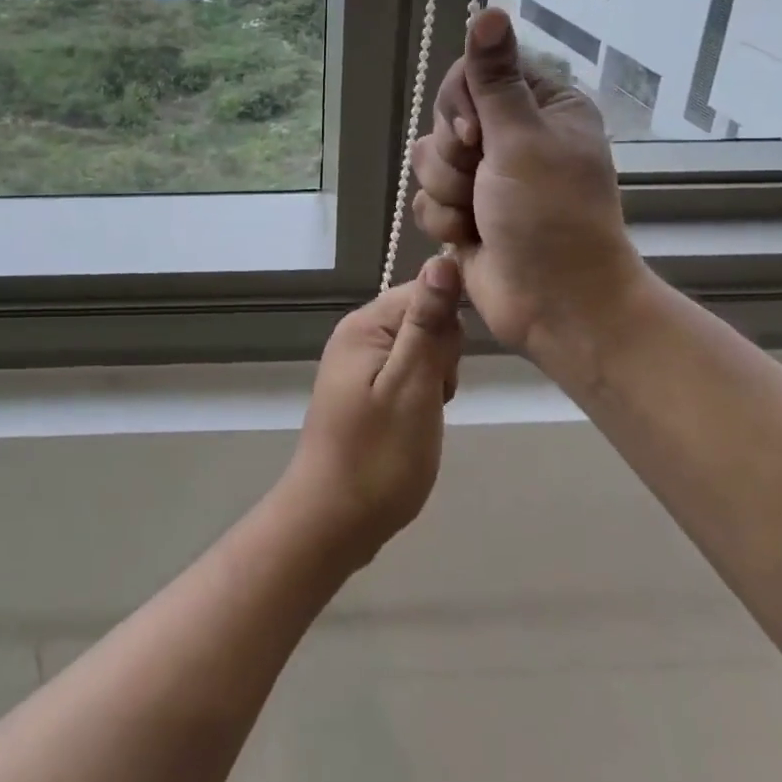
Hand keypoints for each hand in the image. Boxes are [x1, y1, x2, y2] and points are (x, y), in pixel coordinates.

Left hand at [280, 257, 463, 567]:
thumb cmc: (378, 456)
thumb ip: (428, 323)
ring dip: (434, 379)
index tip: (445, 369)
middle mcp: (356, 335)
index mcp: (364, 325)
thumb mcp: (412, 385)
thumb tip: (442, 259)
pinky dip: (420, 396)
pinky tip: (415, 424)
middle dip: (441, 356)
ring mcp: (357, 365)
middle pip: (423, 318)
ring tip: (423, 416)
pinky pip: (405, 374)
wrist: (332, 521)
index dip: (448, 326)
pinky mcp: (362, 391)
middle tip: (432, 399)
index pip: (425, 290)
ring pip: (419, 350)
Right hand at [410, 8, 648, 372]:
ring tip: (479, 216)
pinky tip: (470, 238)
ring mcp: (485, 175)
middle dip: (455, 156)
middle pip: (444, 117)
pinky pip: (426, 198)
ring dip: (448, 191)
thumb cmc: (551, 217)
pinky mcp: (463, 210)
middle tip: (483, 180)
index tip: (476, 134)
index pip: (474, 72)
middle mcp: (511, 135)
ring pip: (428, 160)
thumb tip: (489, 10)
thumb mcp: (522, 140)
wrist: (554, 305)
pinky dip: (444, 220)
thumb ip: (495, 79)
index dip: (461, 103)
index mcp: (540, 106)